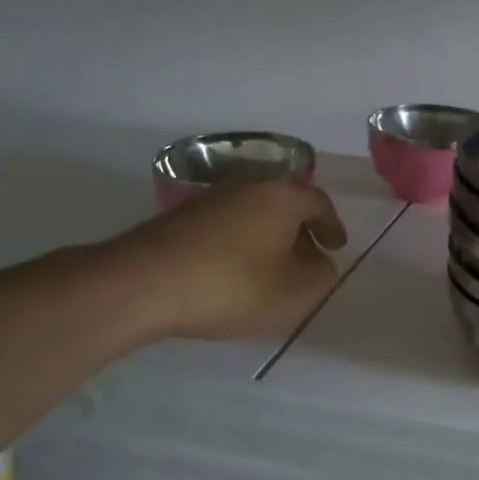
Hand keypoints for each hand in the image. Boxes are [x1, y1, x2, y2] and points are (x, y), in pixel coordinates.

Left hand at [99, 179, 347, 340]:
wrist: (142, 284)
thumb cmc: (232, 285)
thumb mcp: (295, 293)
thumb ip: (322, 278)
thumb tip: (321, 265)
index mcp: (282, 196)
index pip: (319, 203)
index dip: (332, 227)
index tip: (336, 248)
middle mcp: (249, 186)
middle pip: (285, 205)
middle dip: (301, 232)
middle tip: (308, 260)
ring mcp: (210, 199)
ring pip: (254, 215)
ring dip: (269, 239)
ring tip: (271, 271)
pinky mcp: (181, 218)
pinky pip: (227, 226)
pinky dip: (241, 245)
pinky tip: (234, 274)